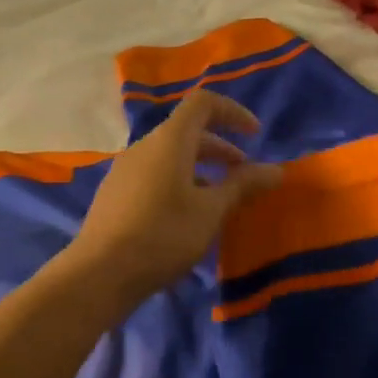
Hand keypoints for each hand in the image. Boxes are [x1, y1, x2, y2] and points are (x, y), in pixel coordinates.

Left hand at [64, 91, 282, 302]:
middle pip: (186, 131)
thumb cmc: (163, 235)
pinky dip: (178, 182)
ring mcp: (124, 170)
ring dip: (199, 168)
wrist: (101, 273)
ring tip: (218, 200)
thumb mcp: (211, 211)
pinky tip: (185, 217)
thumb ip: (242, 186)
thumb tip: (275, 170)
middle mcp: (144, 147)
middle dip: (220, 148)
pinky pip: (153, 175)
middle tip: (242, 175)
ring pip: (169, 156)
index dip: (232, 112)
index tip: (255, 136)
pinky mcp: (115, 193)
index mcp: (169, 141)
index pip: (203, 104)